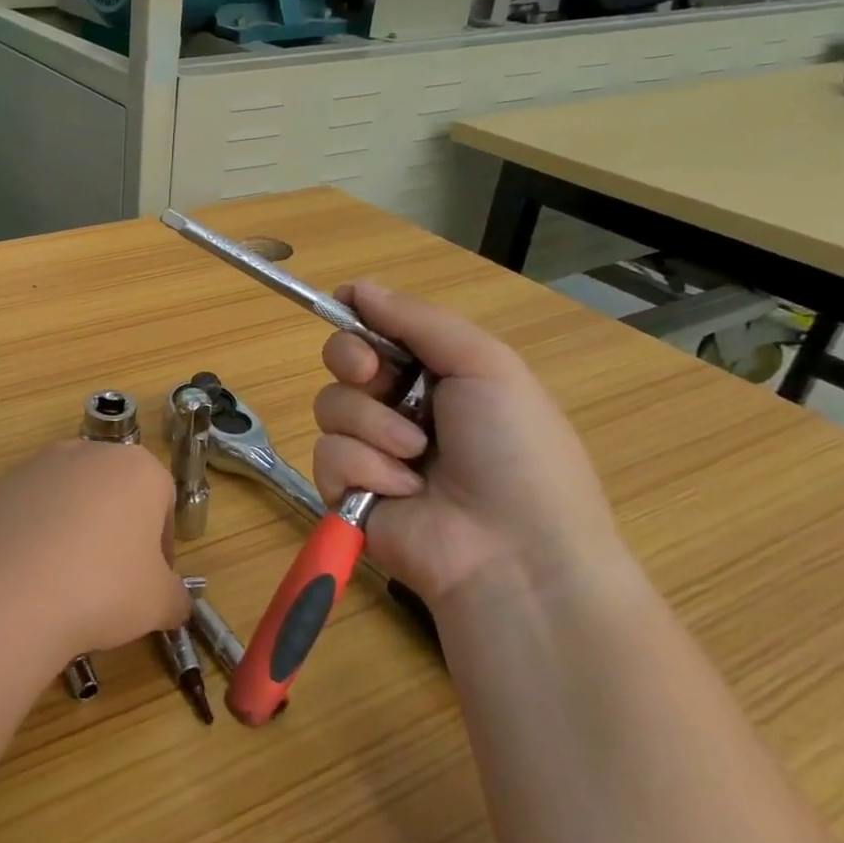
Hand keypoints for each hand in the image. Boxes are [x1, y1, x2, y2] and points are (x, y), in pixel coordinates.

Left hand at [0, 441, 189, 664]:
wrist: (11, 591)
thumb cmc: (104, 587)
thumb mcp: (160, 603)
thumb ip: (176, 597)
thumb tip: (175, 602)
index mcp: (138, 468)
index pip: (163, 501)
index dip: (161, 545)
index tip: (151, 581)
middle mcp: (90, 452)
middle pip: (115, 491)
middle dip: (118, 530)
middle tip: (112, 580)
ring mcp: (41, 463)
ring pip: (72, 497)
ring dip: (76, 528)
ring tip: (67, 579)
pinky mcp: (3, 483)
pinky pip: (33, 509)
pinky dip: (37, 533)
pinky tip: (32, 573)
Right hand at [312, 282, 625, 608]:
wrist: (516, 555)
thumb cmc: (515, 451)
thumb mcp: (485, 367)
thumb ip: (418, 321)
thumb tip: (355, 287)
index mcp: (439, 376)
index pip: (377, 331)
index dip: (360, 321)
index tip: (350, 313)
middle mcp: (401, 408)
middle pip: (342, 361)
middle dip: (353, 363)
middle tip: (375, 379)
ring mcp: (372, 451)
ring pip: (330, 407)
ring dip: (372, 427)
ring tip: (414, 458)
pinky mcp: (348, 491)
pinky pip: (327, 456)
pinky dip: (362, 469)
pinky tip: (401, 492)